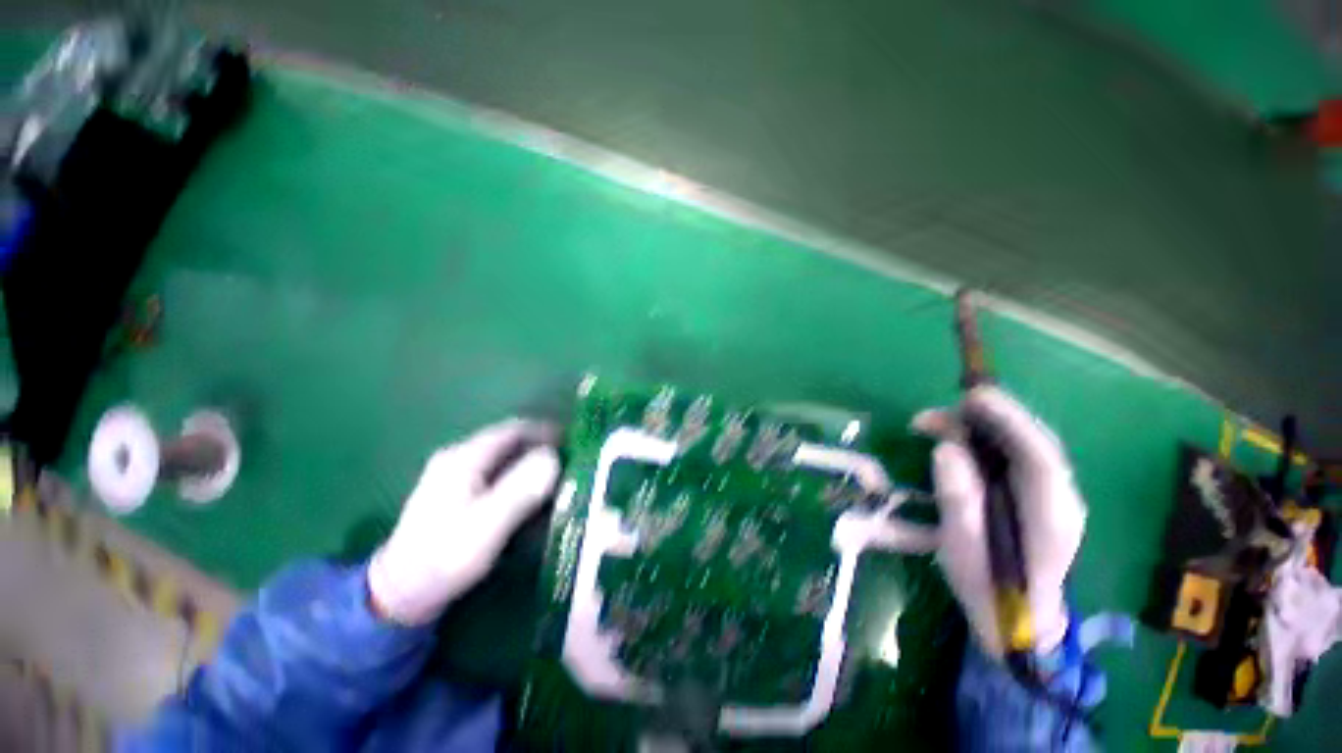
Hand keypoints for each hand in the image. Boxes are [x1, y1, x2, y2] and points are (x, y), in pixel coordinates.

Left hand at [368, 419, 561, 624]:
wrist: (400, 594)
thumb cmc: (445, 557)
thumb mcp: (487, 524)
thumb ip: (520, 489)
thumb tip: (553, 457)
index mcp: (464, 458)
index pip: (513, 430)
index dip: (545, 431)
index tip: (573, 442)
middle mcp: (459, 458)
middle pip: (509, 442)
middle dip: (541, 447)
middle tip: (571, 462)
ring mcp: (455, 475)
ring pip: (503, 458)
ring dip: (531, 462)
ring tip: (558, 477)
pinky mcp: (456, 493)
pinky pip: (496, 474)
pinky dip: (518, 476)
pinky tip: (530, 494)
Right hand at [913, 387, 1085, 657]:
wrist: (1017, 620)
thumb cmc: (987, 590)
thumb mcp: (962, 551)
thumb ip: (959, 501)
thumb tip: (946, 450)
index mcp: (1051, 517)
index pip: (1040, 457)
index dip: (1010, 422)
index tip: (972, 399)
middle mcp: (1061, 499)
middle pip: (1032, 443)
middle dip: (986, 418)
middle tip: (935, 413)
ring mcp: (1051, 496)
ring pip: (1020, 446)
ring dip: (977, 428)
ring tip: (929, 423)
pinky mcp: (1034, 496)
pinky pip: (1011, 456)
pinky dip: (979, 440)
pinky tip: (951, 440)